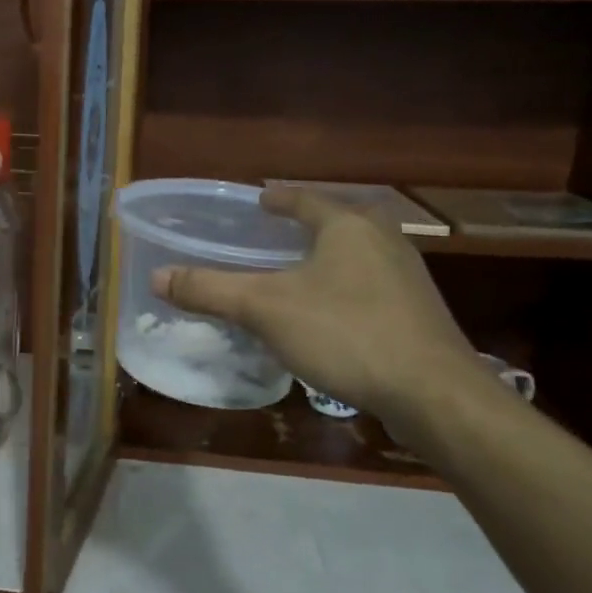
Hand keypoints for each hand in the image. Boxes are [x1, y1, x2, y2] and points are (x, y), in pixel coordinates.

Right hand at [152, 185, 480, 430]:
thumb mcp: (265, 309)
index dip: (277, 199)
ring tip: (298, 270)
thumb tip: (158, 276)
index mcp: (347, 225)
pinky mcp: (418, 311)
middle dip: (306, 225)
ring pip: (357, 253)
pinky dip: (345, 286)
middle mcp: (383, 239)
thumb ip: (210, 289)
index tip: (258, 200)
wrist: (433, 393)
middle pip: (336, 220)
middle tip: (274, 234)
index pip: (304, 199)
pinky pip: (370, 284)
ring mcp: (407, 276)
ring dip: (328, 256)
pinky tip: (329, 312)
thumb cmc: (344, 333)